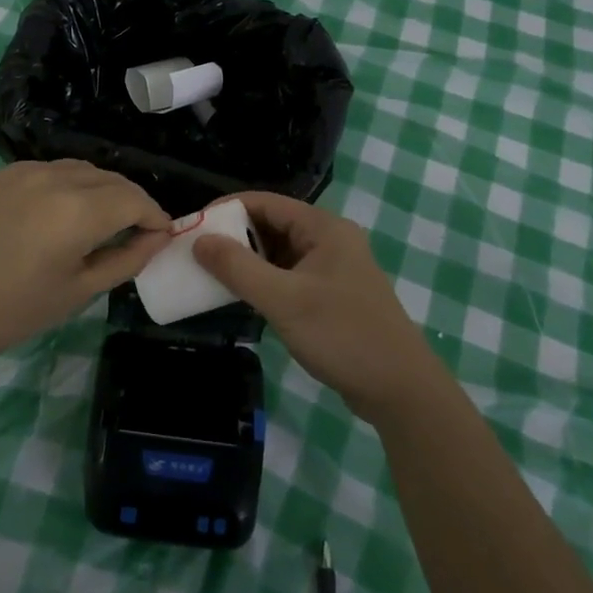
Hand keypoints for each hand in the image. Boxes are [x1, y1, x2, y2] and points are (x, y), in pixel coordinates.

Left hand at [0, 161, 171, 372]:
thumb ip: (126, 259)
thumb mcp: (78, 292)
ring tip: (99, 220)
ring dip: (99, 189)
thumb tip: (157, 237)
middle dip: (131, 201)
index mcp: (77, 210)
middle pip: (110, 178)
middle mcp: (52, 178)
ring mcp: (20, 171)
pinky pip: (45, 170)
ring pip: (78, 169)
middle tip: (136, 230)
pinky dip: (64, 185)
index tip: (161, 234)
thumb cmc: (12, 312)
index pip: (134, 199)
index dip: (154, 215)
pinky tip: (55, 213)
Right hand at [194, 191, 442, 421]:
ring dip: (247, 261)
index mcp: (324, 228)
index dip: (226, 209)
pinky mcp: (332, 296)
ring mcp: (332, 269)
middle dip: (233, 236)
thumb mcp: (284, 300)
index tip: (192, 227)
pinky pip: (289, 276)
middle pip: (271, 225)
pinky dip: (264, 282)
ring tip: (210, 274)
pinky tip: (241, 297)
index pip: (265, 202)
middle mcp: (329, 240)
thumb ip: (238, 268)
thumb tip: (199, 240)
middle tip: (195, 253)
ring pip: (279, 253)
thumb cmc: (343, 335)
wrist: (400, 390)